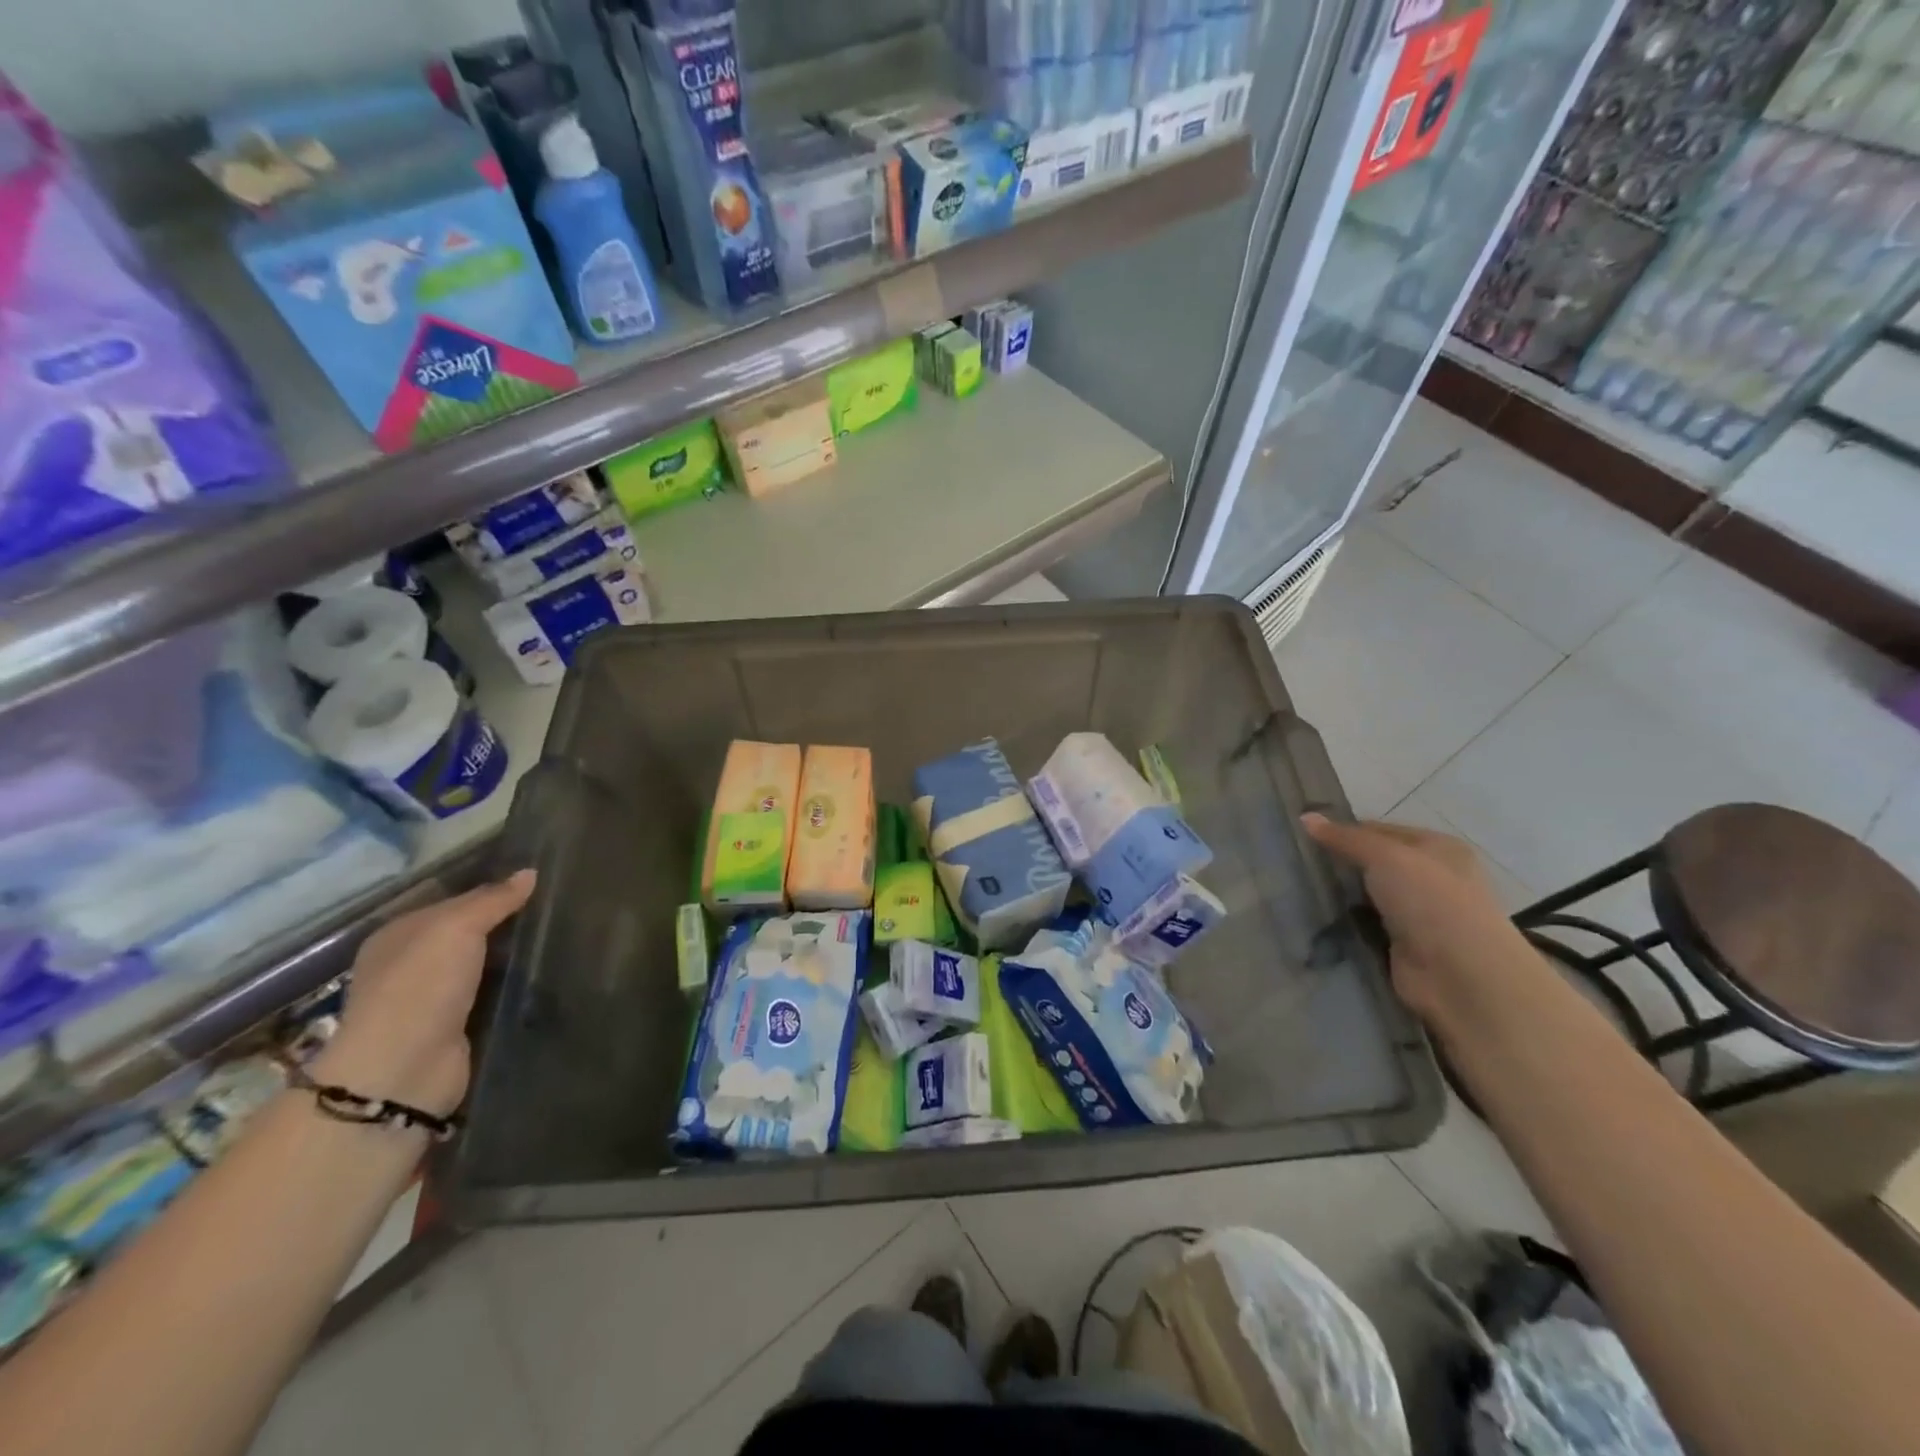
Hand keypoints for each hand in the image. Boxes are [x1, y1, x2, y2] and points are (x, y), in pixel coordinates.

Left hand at [311, 870, 534, 1118]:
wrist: (403, 1071)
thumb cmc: (421, 987)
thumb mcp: (456, 928)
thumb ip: (493, 900)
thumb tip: (529, 872)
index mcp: (398, 934)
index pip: (453, 900)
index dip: (492, 890)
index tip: (539, 883)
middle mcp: (409, 964)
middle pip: (468, 933)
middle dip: (506, 923)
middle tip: (557, 908)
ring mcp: (432, 998)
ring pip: (483, 964)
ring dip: (513, 957)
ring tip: (562, 938)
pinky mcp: (455, 1027)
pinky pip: (491, 994)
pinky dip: (513, 987)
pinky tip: (545, 975)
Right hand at [1303, 815, 1532, 1023]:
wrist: (1461, 975)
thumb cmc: (1430, 901)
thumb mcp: (1385, 856)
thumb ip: (1345, 838)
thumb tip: (1305, 817)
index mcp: (1438, 847)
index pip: (1379, 830)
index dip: (1343, 831)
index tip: (1304, 836)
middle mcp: (1432, 878)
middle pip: (1374, 863)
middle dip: (1340, 864)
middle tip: (1295, 862)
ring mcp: (1418, 914)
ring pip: (1368, 895)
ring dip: (1341, 895)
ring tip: (1295, 888)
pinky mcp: (1403, 945)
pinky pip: (1366, 925)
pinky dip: (1346, 923)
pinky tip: (1316, 917)